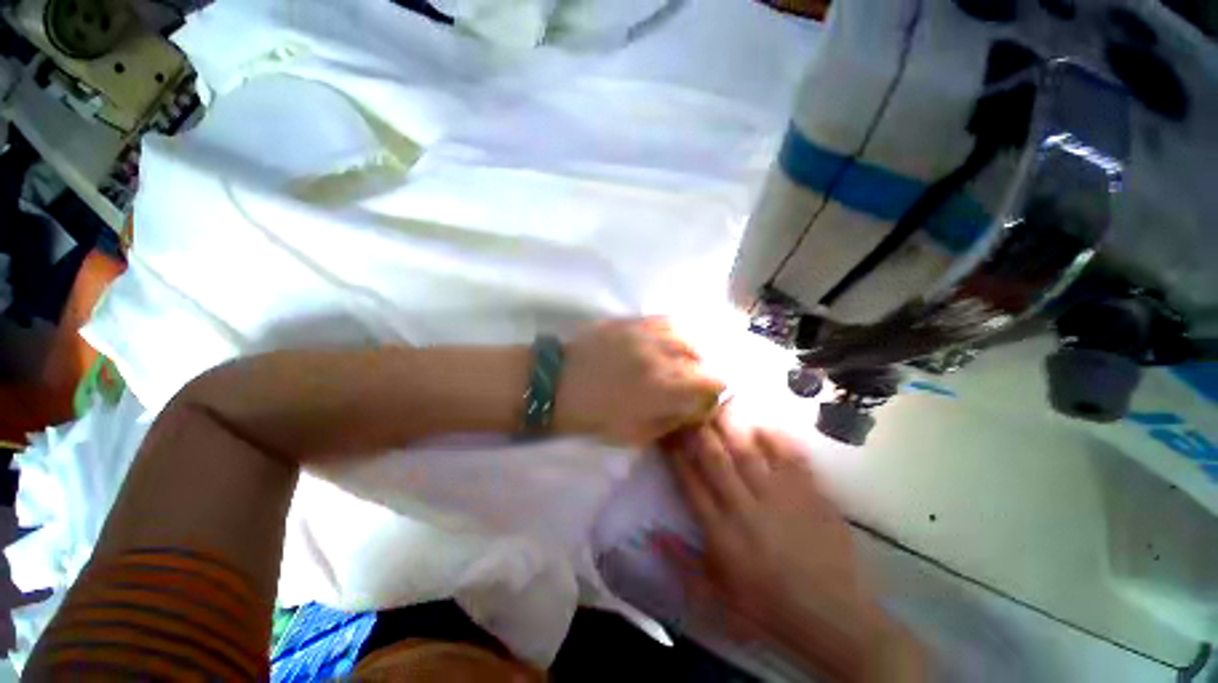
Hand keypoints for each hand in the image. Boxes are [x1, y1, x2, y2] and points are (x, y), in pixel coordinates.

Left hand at [554, 318, 723, 445]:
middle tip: (695, 380)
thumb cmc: (596, 416)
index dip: (715, 391)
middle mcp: (661, 355)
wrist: (558, 384)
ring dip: (694, 348)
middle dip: (706, 370)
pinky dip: (677, 331)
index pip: (712, 381)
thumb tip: (695, 406)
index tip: (705, 397)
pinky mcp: (632, 321)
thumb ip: (674, 419)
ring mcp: (646, 333)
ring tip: (687, 358)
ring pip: (689, 333)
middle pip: (704, 355)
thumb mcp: (638, 434)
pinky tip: (674, 339)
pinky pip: (666, 319)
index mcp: (664, 388)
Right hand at [665, 414, 925, 681]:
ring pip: (747, 452)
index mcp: (720, 532)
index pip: (690, 482)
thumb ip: (683, 563)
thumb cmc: (769, 607)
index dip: (677, 454)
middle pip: (715, 459)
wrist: (833, 618)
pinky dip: (775, 437)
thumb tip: (653, 537)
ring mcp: (779, 498)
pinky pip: (789, 458)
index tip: (669, 433)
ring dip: (730, 426)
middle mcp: (744, 508)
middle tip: (689, 407)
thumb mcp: (717, 595)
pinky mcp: (809, 495)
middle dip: (698, 430)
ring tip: (718, 403)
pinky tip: (763, 422)